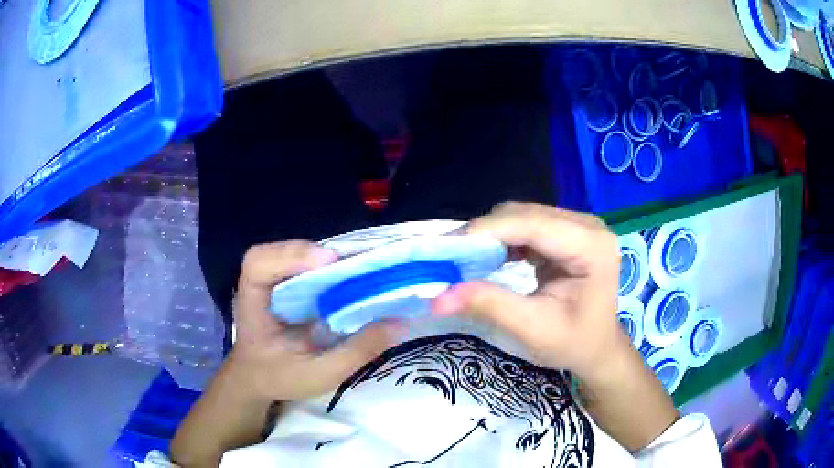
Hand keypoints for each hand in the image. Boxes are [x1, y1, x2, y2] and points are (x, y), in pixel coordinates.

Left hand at [228, 241, 401, 401]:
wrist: (259, 378)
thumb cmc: (280, 377)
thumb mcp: (320, 375)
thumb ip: (356, 352)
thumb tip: (398, 324)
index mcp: (253, 305)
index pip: (258, 263)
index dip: (291, 255)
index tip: (328, 262)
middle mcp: (260, 284)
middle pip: (281, 251)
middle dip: (320, 254)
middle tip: (358, 264)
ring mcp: (273, 281)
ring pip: (297, 254)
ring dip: (329, 258)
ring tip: (361, 268)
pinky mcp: (287, 283)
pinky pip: (307, 265)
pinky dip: (331, 266)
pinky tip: (352, 277)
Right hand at [432, 202, 629, 381]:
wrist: (598, 348)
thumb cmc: (575, 343)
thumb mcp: (532, 329)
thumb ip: (489, 306)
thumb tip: (438, 298)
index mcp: (591, 246)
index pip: (533, 224)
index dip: (487, 231)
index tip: (446, 248)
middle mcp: (587, 225)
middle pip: (525, 214)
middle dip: (485, 233)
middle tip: (449, 258)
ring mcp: (578, 225)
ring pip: (521, 216)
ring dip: (491, 235)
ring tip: (464, 259)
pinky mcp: (566, 232)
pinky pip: (526, 225)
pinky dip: (503, 239)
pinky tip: (490, 258)